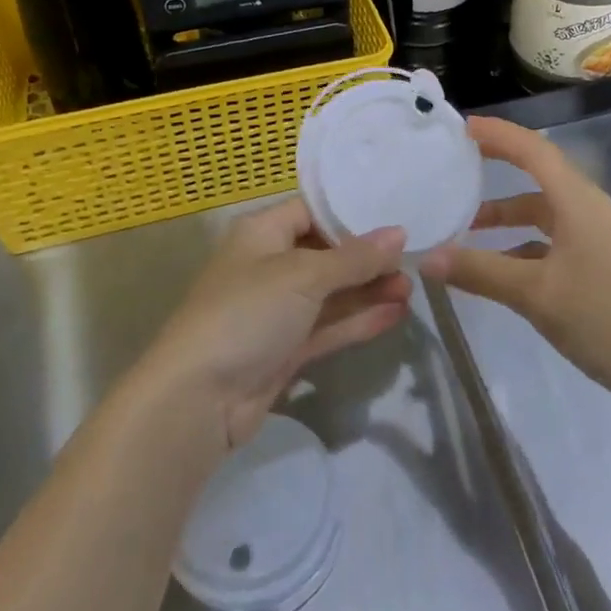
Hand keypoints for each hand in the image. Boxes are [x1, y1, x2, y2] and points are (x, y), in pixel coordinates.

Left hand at [142, 198, 409, 450]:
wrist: (198, 400)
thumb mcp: (304, 276)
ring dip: (367, 291)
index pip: (312, 210)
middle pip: (326, 253)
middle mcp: (268, 265)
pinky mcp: (284, 349)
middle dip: (367, 258)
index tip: (395, 216)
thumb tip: (399, 233)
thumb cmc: (248, 313)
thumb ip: (355, 257)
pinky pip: (327, 326)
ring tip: (412, 288)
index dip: (351, 214)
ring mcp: (277, 310)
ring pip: (330, 293)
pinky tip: (395, 315)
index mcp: (262, 232)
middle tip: (413, 261)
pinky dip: (358, 320)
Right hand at [419, 117, 610, 412]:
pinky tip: (500, 268)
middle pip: (539, 174)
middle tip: (459, 164)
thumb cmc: (605, 318)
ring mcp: (598, 238)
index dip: (498, 135)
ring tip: (467, 226)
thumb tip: (427, 258)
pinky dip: (523, 244)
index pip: (533, 149)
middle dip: (500, 166)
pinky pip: (554, 240)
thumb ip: (480, 272)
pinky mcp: (601, 265)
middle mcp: (589, 209)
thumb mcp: (535, 294)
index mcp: (578, 200)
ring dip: (508, 215)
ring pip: (544, 212)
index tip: (462, 127)